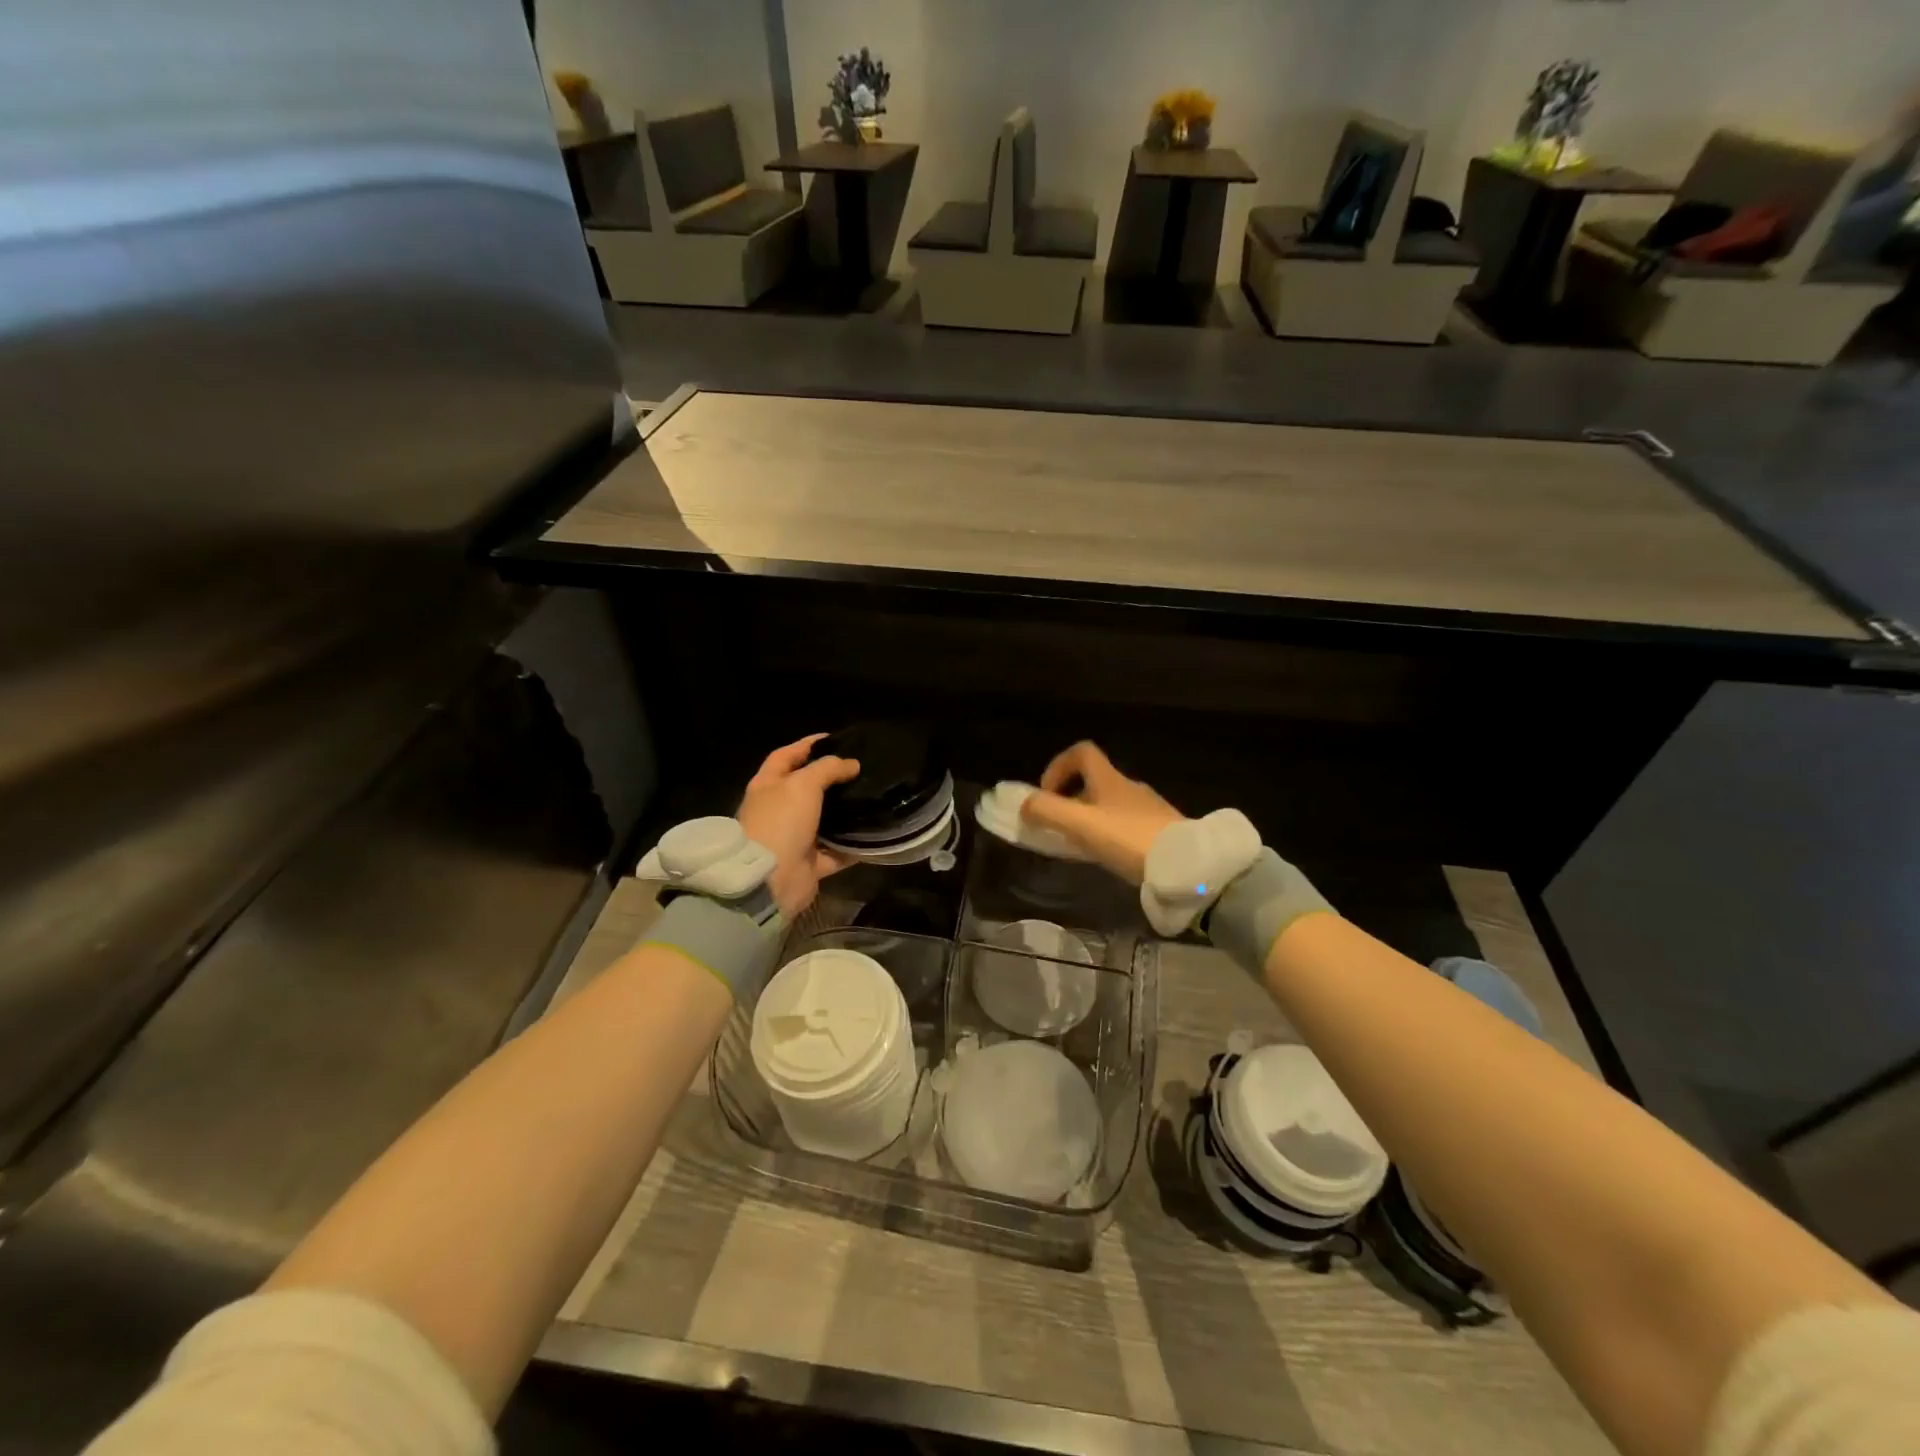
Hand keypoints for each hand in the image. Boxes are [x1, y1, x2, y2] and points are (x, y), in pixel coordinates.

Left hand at [737, 735, 861, 918]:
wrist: (770, 880)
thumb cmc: (781, 822)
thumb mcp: (803, 784)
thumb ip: (828, 768)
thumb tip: (851, 764)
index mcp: (768, 786)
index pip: (786, 756)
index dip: (807, 745)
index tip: (835, 739)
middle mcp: (778, 810)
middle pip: (805, 788)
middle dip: (830, 779)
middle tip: (860, 769)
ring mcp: (792, 838)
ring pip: (823, 821)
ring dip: (844, 813)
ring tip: (871, 798)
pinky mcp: (808, 864)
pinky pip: (835, 853)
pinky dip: (852, 848)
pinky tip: (874, 837)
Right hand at [1020, 741, 1183, 883]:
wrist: (1185, 864)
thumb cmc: (1128, 838)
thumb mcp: (1081, 825)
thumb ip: (1048, 812)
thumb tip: (1023, 804)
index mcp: (1110, 779)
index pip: (1082, 752)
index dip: (1058, 766)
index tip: (1047, 793)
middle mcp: (1130, 787)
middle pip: (1094, 780)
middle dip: (1071, 798)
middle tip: (1059, 825)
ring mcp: (1149, 808)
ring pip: (1110, 804)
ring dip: (1090, 817)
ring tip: (1081, 845)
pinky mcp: (1161, 830)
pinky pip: (1127, 824)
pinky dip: (1110, 833)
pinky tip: (1110, 856)